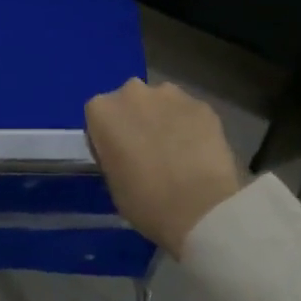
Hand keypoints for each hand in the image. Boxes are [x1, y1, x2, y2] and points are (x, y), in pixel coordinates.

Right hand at [85, 79, 243, 255]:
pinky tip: (198, 152)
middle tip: (149, 151)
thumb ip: (113, 154)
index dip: (110, 136)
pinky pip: (189, 112)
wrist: (199, 207)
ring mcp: (171, 95)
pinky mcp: (202, 104)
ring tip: (177, 151)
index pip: (99, 116)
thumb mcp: (112, 182)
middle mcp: (133, 93)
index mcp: (102, 111)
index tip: (120, 156)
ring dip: (165, 119)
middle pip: (131, 101)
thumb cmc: (145, 201)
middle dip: (137, 119)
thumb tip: (125, 153)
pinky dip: (191, 126)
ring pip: (162, 102)